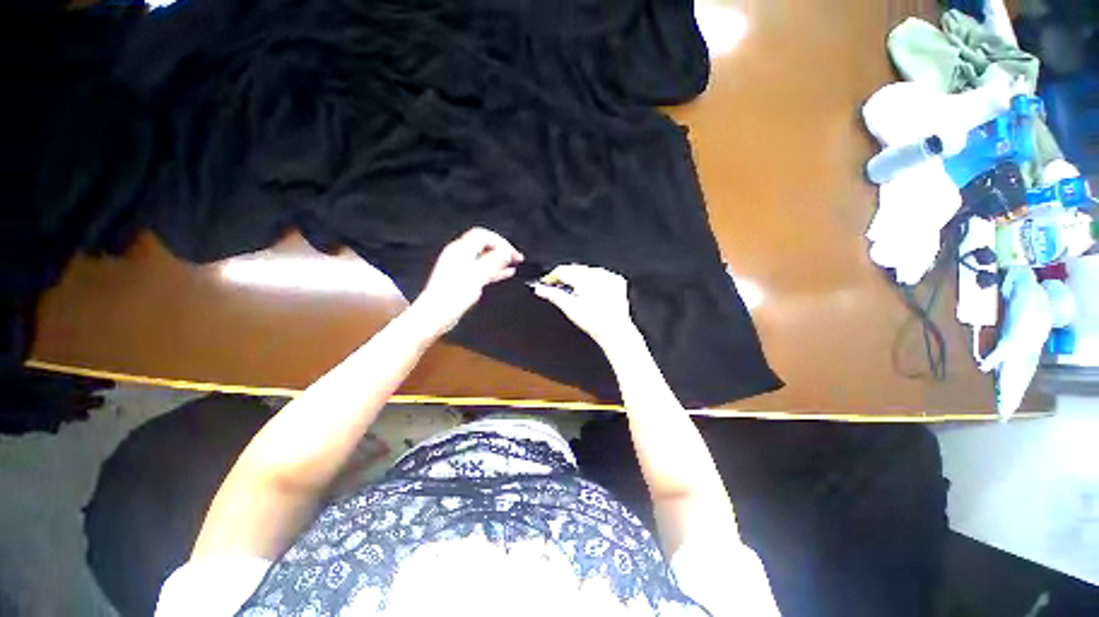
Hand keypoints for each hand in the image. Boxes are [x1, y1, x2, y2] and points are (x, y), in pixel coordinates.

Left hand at [410, 227, 523, 335]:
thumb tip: (505, 252)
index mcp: (460, 250)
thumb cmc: (451, 296)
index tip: (512, 252)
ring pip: (484, 257)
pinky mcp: (462, 278)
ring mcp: (460, 267)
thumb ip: (493, 262)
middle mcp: (459, 255)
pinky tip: (504, 273)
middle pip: (484, 245)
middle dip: (501, 249)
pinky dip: (494, 269)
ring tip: (513, 264)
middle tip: (516, 257)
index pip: (483, 235)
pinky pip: (481, 269)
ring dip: (499, 260)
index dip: (500, 241)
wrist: (437, 313)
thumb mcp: (477, 276)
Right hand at [530, 264, 640, 348]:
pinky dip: (593, 281)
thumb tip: (540, 289)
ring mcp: (609, 277)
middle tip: (556, 287)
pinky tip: (590, 292)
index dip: (552, 276)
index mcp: (585, 278)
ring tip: (574, 292)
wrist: (615, 331)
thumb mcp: (569, 308)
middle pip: (575, 269)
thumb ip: (553, 295)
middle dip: (565, 277)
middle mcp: (598, 274)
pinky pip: (600, 276)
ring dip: (579, 279)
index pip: (563, 270)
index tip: (546, 282)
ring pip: (587, 271)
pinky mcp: (617, 281)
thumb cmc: (595, 322)